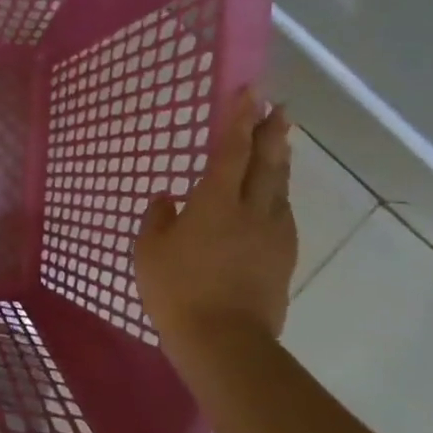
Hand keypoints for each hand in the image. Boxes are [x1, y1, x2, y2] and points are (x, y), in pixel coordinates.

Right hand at [135, 89, 296, 354]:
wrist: (224, 339)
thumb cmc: (177, 290)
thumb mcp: (149, 251)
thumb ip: (158, 218)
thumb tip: (168, 198)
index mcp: (215, 202)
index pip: (231, 151)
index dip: (240, 119)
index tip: (251, 92)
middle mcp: (251, 210)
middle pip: (267, 162)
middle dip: (272, 132)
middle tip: (279, 108)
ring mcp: (273, 234)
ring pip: (279, 187)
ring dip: (280, 161)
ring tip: (280, 144)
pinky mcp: (283, 257)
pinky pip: (282, 214)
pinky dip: (278, 195)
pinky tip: (274, 198)